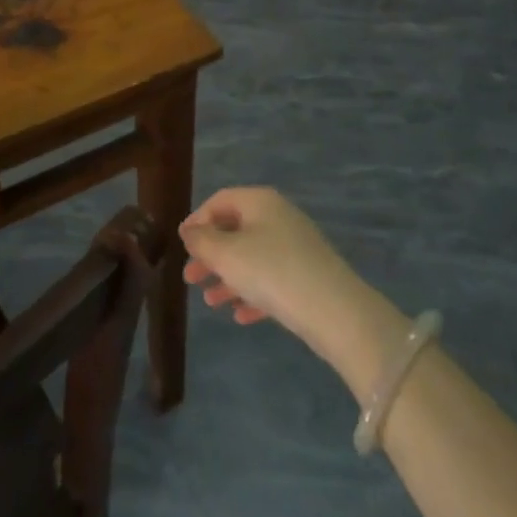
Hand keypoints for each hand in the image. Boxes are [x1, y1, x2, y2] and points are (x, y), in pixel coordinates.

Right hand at [180, 188, 386, 368]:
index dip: (197, 221)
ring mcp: (295, 246)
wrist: (334, 310)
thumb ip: (202, 241)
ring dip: (228, 278)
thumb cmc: (271, 271)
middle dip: (210, 255)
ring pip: (252, 257)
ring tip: (211, 302)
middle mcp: (278, 217)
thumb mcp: (227, 255)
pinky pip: (272, 279)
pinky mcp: (307, 275)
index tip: (182, 246)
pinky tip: (240, 316)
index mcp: (259, 201)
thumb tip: (189, 230)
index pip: (220, 201)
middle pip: (235, 230)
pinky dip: (253, 293)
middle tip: (191, 279)